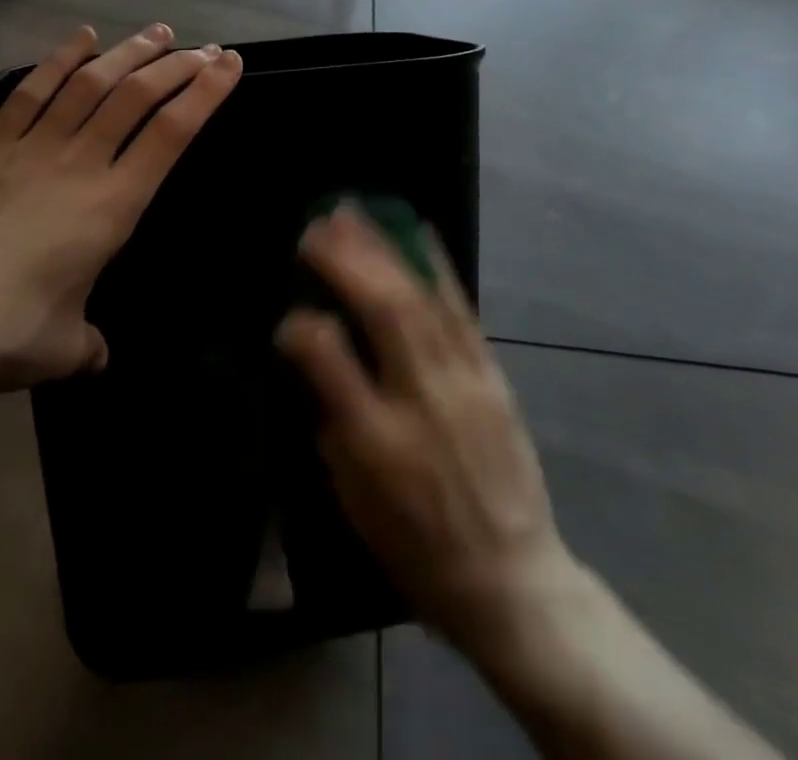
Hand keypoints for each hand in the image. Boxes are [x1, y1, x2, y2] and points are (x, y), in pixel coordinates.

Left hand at [0, 24, 242, 390]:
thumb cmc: (3, 331)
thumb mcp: (62, 349)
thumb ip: (88, 345)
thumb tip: (96, 355)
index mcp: (112, 206)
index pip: (170, 135)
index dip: (205, 94)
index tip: (228, 65)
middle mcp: (79, 164)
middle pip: (136, 97)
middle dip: (176, 66)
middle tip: (203, 48)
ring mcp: (31, 148)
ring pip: (89, 84)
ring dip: (128, 53)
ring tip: (157, 33)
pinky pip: (31, 92)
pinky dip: (59, 60)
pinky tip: (82, 38)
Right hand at [277, 206, 586, 662]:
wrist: (512, 581)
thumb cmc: (417, 547)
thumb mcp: (354, 501)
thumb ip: (331, 422)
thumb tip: (312, 356)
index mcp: (378, 444)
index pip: (332, 363)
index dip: (302, 329)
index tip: (285, 316)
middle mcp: (422, 402)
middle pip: (385, 314)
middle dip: (347, 260)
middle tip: (316, 225)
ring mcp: (464, 383)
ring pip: (421, 301)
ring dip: (384, 251)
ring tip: (354, 215)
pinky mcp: (492, 376)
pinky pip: (462, 310)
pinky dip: (437, 266)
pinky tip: (419, 233)